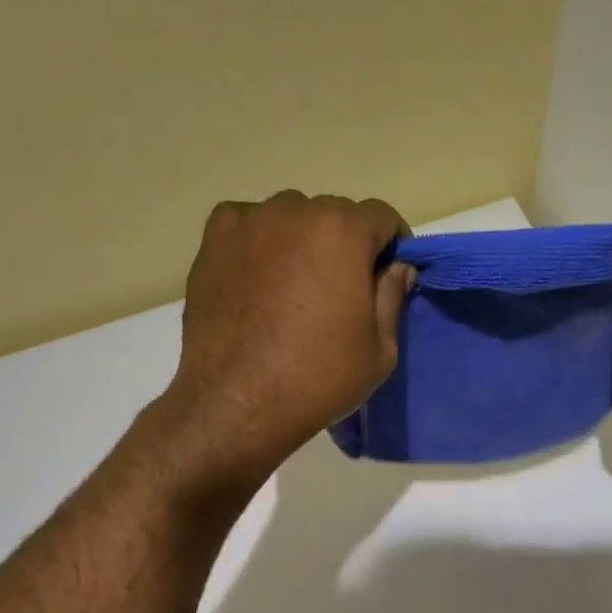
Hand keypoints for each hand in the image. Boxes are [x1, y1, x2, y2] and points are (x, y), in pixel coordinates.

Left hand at [146, 190, 413, 495]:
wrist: (239, 401)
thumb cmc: (320, 378)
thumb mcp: (380, 349)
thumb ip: (392, 297)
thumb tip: (397, 267)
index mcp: (343, 232)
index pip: (382, 217)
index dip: (392, 245)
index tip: (388, 277)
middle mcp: (295, 211)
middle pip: (334, 215)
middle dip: (346, 244)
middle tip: (342, 289)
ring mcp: (249, 222)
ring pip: (289, 217)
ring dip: (302, 241)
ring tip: (296, 286)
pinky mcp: (213, 242)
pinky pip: (247, 226)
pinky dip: (259, 242)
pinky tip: (259, 279)